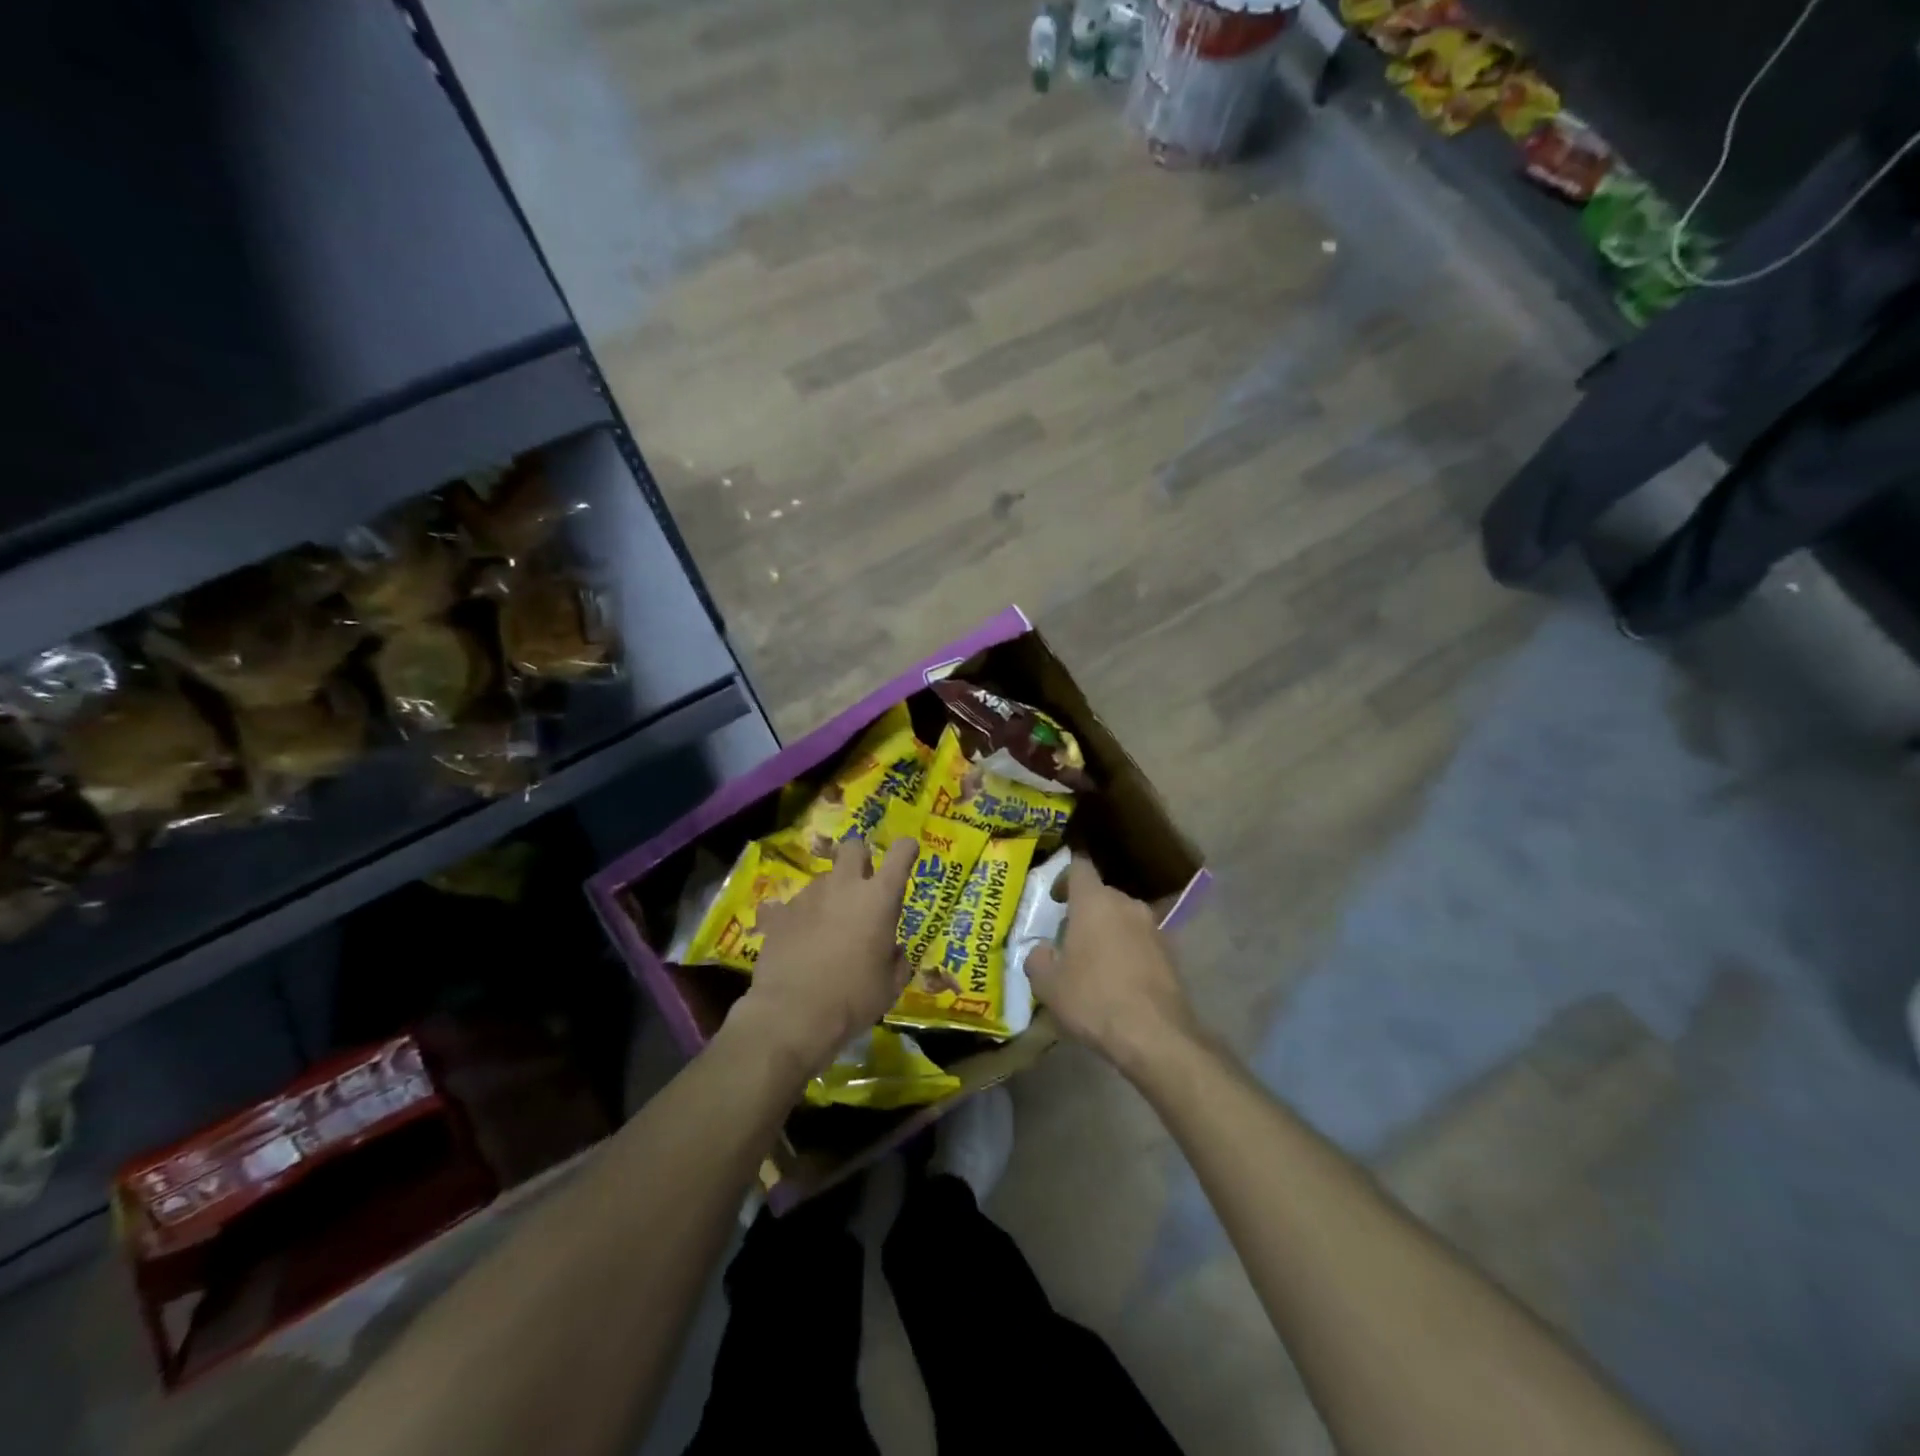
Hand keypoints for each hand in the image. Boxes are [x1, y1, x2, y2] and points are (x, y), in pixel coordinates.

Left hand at [728, 836, 916, 1077]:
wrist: (792, 1015)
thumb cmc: (853, 999)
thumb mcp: (890, 985)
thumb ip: (896, 959)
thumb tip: (892, 950)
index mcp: (879, 898)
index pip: (901, 853)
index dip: (906, 850)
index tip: (907, 853)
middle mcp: (844, 886)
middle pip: (853, 847)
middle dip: (860, 858)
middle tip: (862, 885)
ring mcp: (808, 896)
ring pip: (824, 878)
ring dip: (831, 893)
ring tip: (827, 926)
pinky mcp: (779, 913)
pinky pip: (791, 905)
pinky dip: (798, 917)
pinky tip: (797, 938)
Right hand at [1026, 857, 1197, 1074]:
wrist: (1154, 1035)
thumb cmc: (1093, 999)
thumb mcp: (1048, 985)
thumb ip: (1038, 959)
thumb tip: (1042, 951)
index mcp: (1094, 901)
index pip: (1080, 867)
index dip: (1065, 878)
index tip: (1055, 898)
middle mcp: (1127, 904)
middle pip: (1102, 895)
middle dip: (1085, 911)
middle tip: (1069, 938)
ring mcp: (1153, 927)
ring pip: (1123, 919)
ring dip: (1108, 932)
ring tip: (1094, 963)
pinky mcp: (1171, 953)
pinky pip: (1141, 942)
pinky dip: (1128, 952)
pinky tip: (1119, 980)